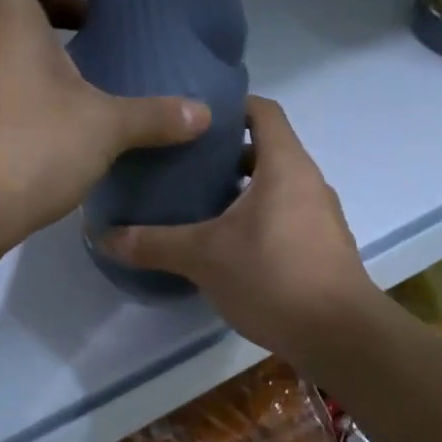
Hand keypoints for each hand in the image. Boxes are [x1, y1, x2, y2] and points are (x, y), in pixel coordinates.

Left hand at [0, 0, 209, 262]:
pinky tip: (71, 127)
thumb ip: (154, 116)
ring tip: (95, 82)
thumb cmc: (28, 145)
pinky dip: (34, 92)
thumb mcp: (105, 127)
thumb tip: (202, 113)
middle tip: (97, 31)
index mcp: (7, 14)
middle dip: (55, 3)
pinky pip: (4, 87)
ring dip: (48, 53)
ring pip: (7, 45)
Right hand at [99, 97, 380, 357]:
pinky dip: (257, 219)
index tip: (192, 117)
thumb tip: (102, 236)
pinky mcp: (322, 247)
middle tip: (181, 165)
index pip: (262, 111)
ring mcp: (320, 216)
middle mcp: (308, 182)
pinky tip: (227, 245)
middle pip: (266, 149)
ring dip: (240, 190)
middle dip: (225, 154)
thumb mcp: (204, 257)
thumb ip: (153, 244)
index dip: (229, 106)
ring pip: (275, 187)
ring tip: (197, 204)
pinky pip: (285, 216)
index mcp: (285, 165)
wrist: (339, 335)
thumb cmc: (273, 276)